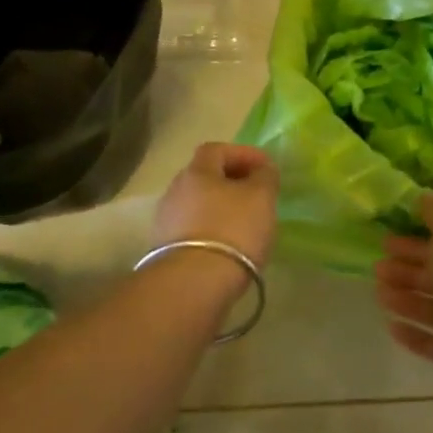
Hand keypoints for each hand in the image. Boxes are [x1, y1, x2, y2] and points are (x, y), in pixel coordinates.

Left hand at [152, 142, 279, 269]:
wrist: (193, 283)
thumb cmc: (232, 230)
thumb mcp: (261, 197)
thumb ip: (265, 176)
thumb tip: (262, 169)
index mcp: (196, 172)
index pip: (217, 149)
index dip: (243, 153)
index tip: (266, 167)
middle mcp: (175, 191)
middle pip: (205, 177)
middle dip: (232, 181)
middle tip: (257, 194)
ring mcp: (166, 222)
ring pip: (199, 204)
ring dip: (221, 207)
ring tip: (246, 223)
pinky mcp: (166, 250)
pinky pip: (194, 229)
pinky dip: (213, 230)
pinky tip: (229, 245)